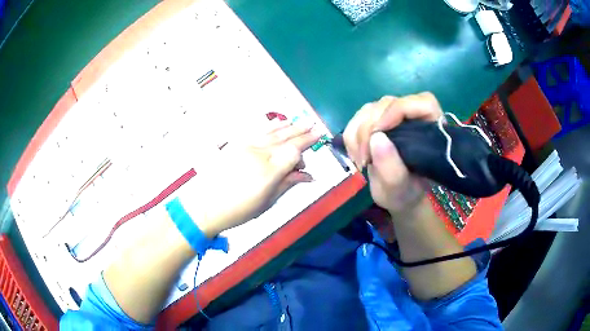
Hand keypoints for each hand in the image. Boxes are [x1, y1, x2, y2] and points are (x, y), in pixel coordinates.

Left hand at [187, 120, 321, 236]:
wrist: (206, 205)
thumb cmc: (239, 210)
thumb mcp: (268, 202)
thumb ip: (288, 184)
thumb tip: (308, 176)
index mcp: (269, 172)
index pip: (294, 151)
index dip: (307, 145)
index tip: (318, 140)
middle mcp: (259, 155)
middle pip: (285, 139)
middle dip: (302, 132)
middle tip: (315, 127)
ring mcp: (246, 147)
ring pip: (272, 132)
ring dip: (289, 127)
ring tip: (301, 122)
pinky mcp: (236, 145)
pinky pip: (258, 132)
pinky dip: (271, 127)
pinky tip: (280, 124)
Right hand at [343, 93, 442, 212]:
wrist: (396, 195)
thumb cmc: (405, 193)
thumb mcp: (399, 188)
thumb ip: (392, 167)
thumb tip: (376, 138)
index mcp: (432, 129)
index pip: (422, 103)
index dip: (399, 110)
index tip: (378, 133)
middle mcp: (413, 116)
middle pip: (388, 104)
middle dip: (370, 129)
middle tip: (365, 159)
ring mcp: (393, 116)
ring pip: (369, 109)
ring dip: (358, 135)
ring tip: (361, 161)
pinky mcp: (376, 120)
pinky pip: (357, 118)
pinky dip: (351, 137)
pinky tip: (357, 155)